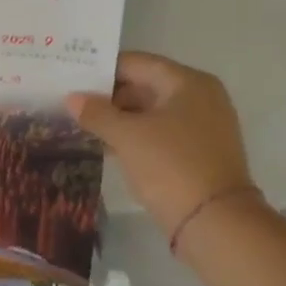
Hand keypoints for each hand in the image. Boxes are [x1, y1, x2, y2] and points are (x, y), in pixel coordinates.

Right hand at [66, 52, 254, 234]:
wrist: (215, 223)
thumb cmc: (171, 166)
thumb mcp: (126, 136)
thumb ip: (97, 112)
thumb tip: (72, 98)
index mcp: (187, 82)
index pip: (136, 63)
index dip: (101, 69)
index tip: (70, 77)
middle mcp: (200, 97)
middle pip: (144, 85)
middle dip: (107, 95)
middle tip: (70, 102)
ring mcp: (202, 126)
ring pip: (150, 111)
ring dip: (118, 117)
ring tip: (80, 123)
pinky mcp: (198, 152)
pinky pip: (159, 133)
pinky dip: (134, 136)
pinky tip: (105, 145)